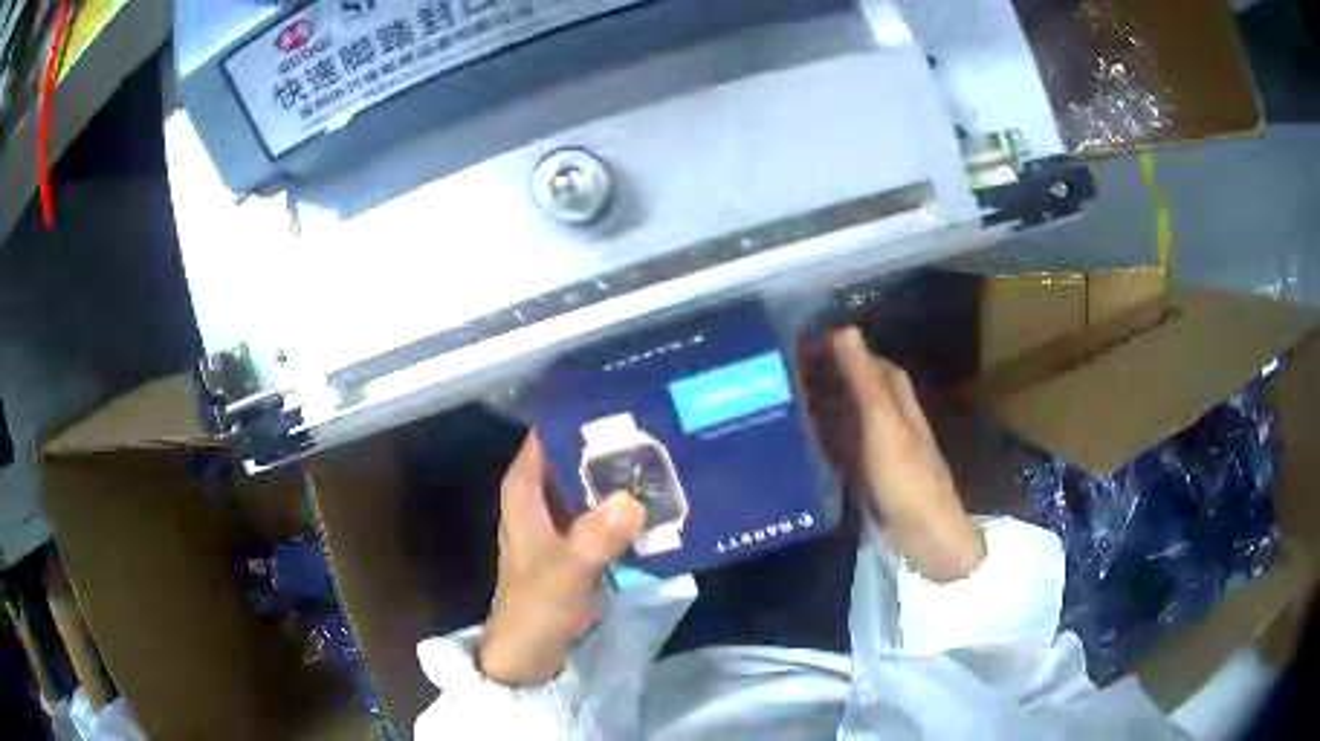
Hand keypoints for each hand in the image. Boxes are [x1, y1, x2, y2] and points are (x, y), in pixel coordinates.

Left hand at [479, 432, 646, 685]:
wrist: (529, 654)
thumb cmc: (535, 607)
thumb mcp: (565, 572)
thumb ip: (594, 538)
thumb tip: (632, 501)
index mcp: (525, 491)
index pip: (547, 435)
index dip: (577, 415)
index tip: (620, 398)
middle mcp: (541, 498)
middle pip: (575, 457)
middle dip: (610, 443)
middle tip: (659, 426)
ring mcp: (561, 522)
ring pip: (591, 485)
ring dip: (621, 476)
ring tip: (667, 456)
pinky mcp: (578, 545)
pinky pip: (604, 514)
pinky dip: (626, 507)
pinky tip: (659, 501)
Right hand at [800, 327, 984, 581]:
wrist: (925, 535)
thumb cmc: (906, 478)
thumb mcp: (883, 425)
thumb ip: (864, 381)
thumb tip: (844, 330)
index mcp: (895, 397)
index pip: (864, 359)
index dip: (835, 348)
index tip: (795, 344)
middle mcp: (887, 415)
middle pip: (853, 385)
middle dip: (822, 375)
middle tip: (778, 374)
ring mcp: (878, 444)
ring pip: (845, 413)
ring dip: (819, 404)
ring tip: (779, 400)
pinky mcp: (868, 470)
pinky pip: (841, 443)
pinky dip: (822, 436)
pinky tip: (798, 439)